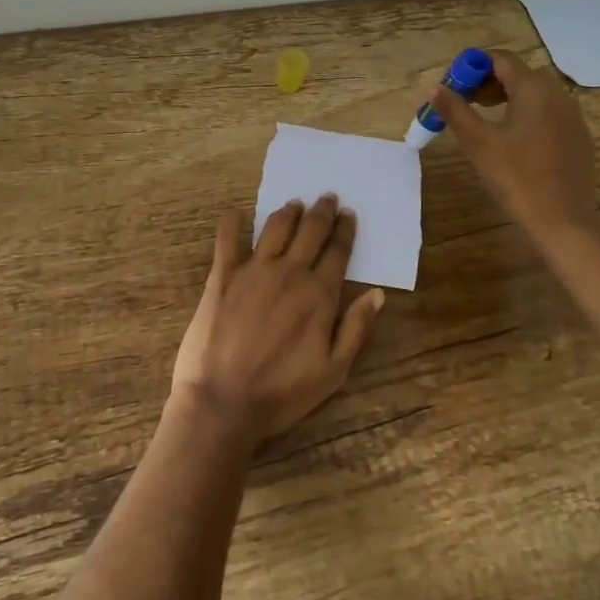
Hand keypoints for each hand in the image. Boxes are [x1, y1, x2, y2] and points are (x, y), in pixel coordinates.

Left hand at [171, 197, 384, 444]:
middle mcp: (288, 273)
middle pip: (310, 231)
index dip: (345, 230)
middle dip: (321, 211)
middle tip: (327, 197)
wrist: (223, 402)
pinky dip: (232, 223)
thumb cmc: (282, 393)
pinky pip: (227, 240)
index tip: (349, 214)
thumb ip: (356, 328)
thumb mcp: (334, 372)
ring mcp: (253, 271)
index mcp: (318, 294)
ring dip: (287, 212)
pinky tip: (235, 213)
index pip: (337, 252)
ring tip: (294, 204)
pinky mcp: (222, 276)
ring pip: (275, 228)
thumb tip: (377, 293)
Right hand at [432, 50, 599, 240]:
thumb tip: (434, 88)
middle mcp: (558, 94)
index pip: (500, 59)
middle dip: (486, 83)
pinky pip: (547, 113)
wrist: (563, 221)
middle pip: (517, 74)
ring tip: (482, 121)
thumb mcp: (478, 142)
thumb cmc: (516, 178)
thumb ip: (455, 110)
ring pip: (533, 94)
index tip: (452, 86)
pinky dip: (525, 115)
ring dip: (504, 98)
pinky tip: (511, 142)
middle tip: (462, 104)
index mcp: (534, 89)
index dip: (472, 66)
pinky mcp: (578, 137)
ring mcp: (572, 116)